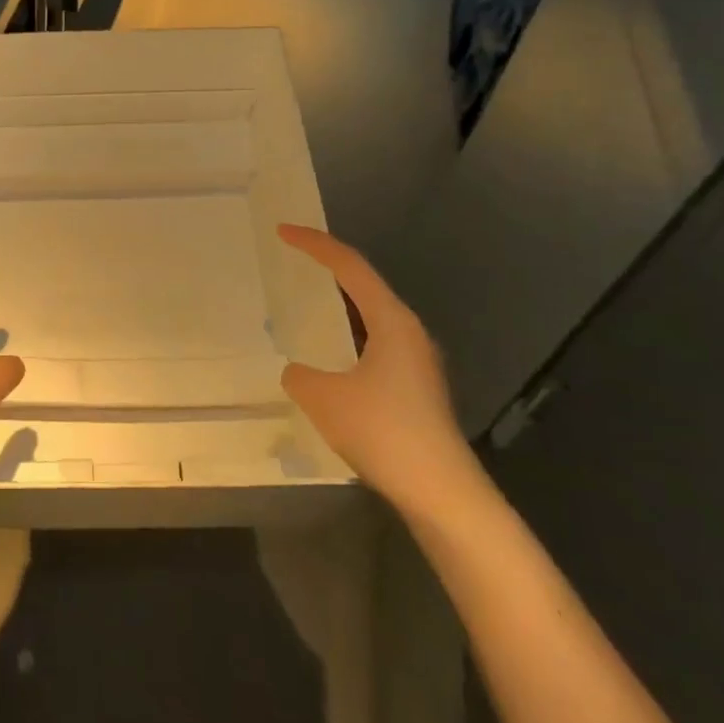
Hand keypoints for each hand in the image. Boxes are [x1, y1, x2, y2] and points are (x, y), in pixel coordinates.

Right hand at [277, 224, 475, 515]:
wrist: (440, 491)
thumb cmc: (383, 431)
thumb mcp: (323, 398)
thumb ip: (299, 375)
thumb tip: (298, 372)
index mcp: (392, 321)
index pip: (350, 267)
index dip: (315, 244)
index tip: (283, 231)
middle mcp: (409, 333)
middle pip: (365, 286)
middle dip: (328, 268)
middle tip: (293, 258)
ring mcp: (416, 362)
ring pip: (371, 318)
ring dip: (338, 305)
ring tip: (306, 301)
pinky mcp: (415, 388)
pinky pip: (374, 344)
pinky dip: (347, 336)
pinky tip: (329, 358)